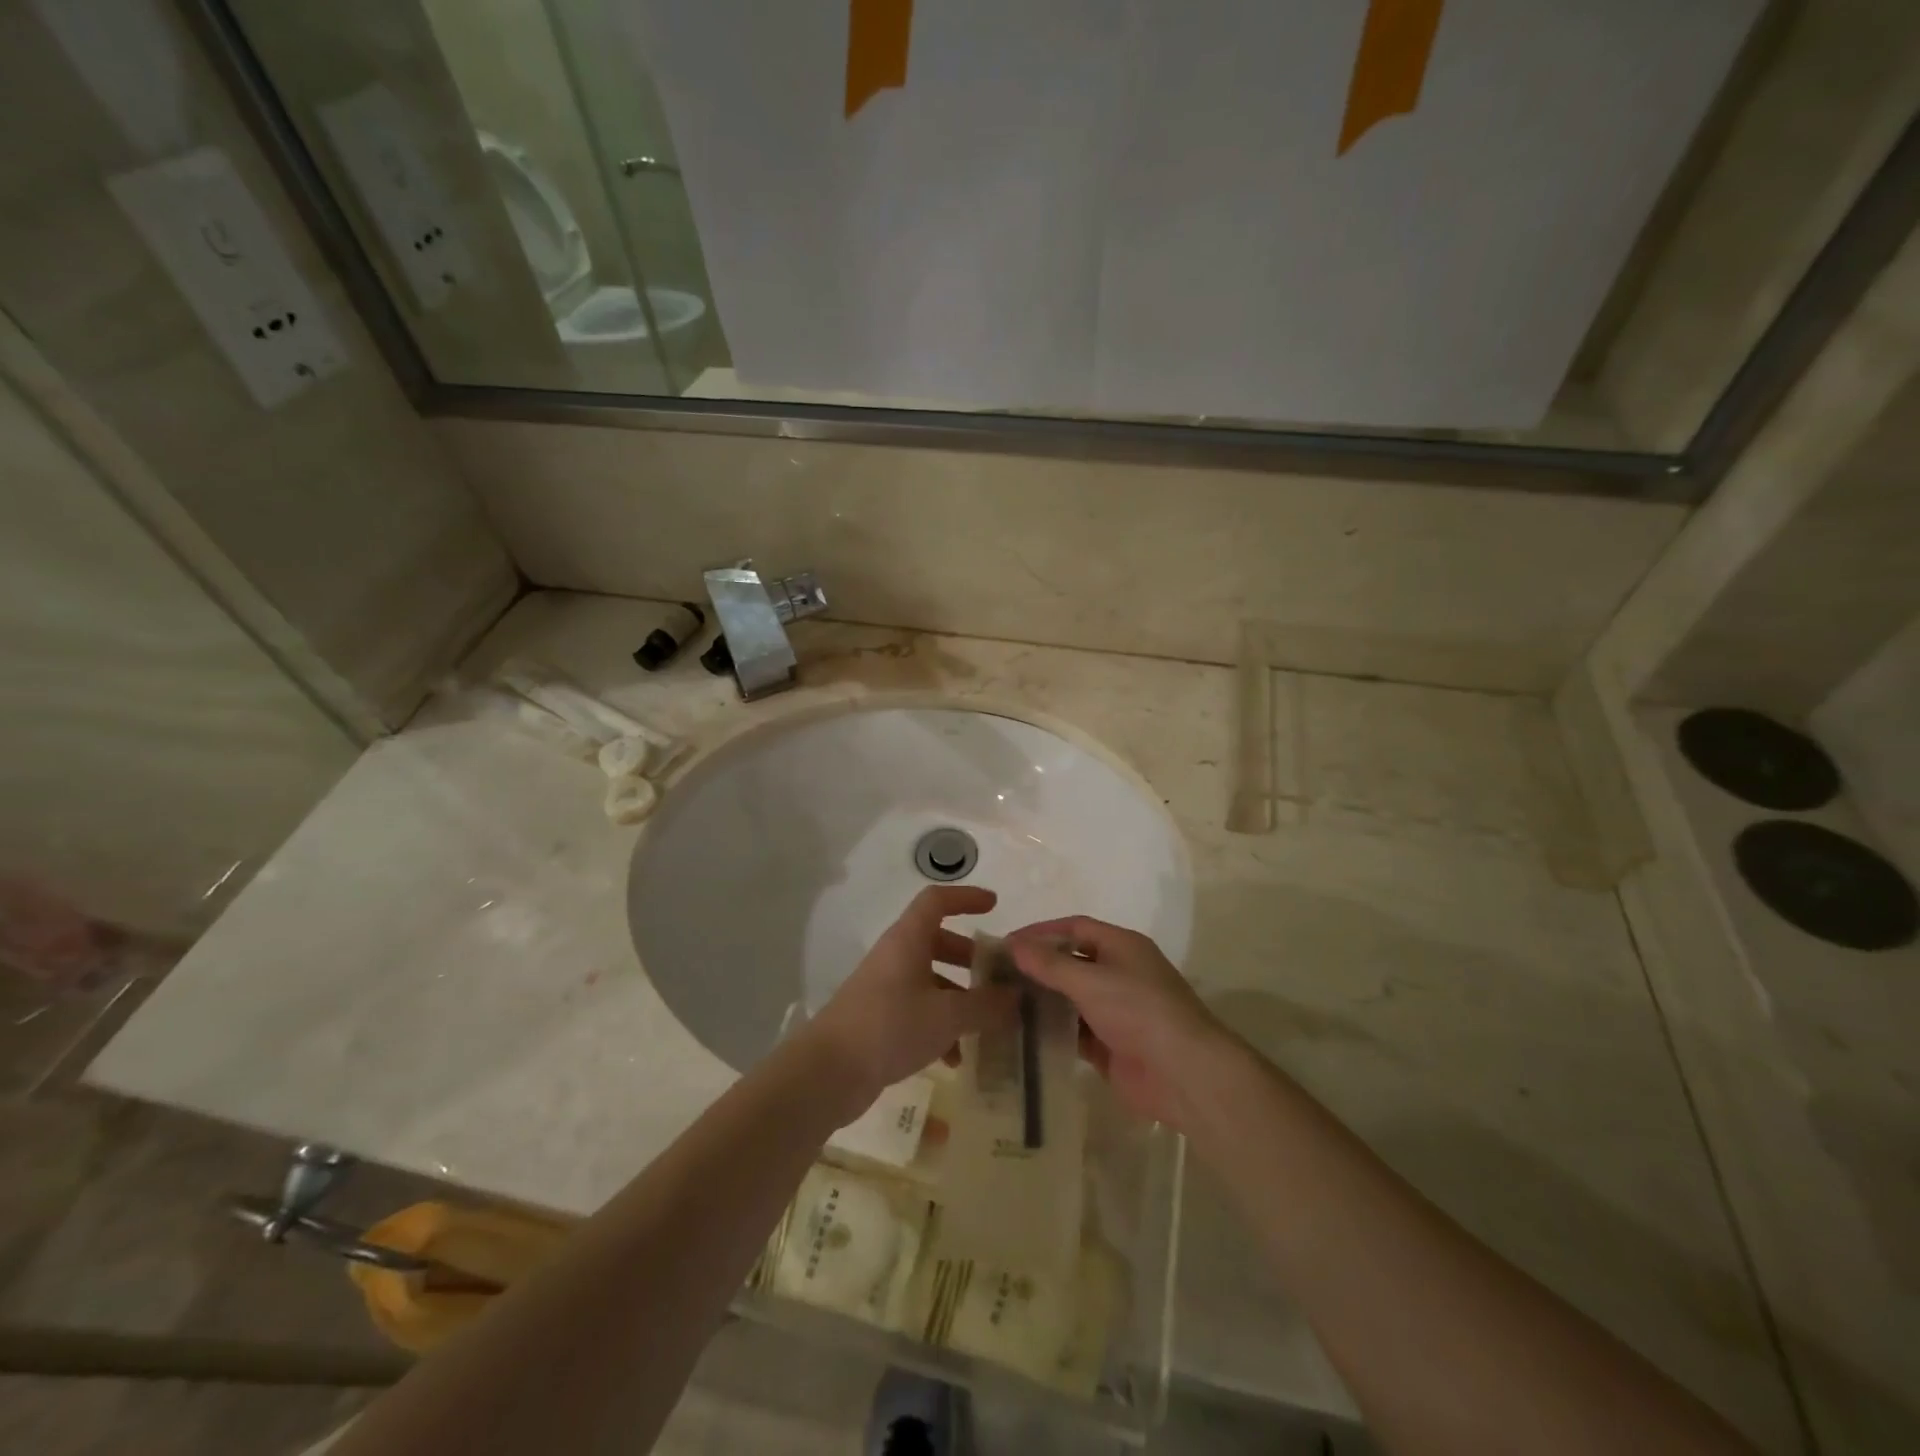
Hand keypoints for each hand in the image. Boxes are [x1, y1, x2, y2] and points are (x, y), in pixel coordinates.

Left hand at [803, 886, 1017, 1121]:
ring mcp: (884, 988)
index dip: (966, 897)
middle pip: (936, 941)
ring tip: (985, 1026)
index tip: (994, 906)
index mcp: (908, 939)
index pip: (937, 901)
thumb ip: (986, 1004)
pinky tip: (955, 1059)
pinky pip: (917, 1011)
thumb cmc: (890, 1026)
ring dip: (958, 998)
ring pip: (929, 980)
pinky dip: (939, 1027)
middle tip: (996, 976)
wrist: (828, 1071)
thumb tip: (1016, 996)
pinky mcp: (878, 1019)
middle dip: (969, 957)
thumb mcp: (947, 1015)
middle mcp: (895, 956)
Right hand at [1008, 916, 1229, 1130]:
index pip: (1075, 927)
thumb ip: (1049, 964)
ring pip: (1071, 998)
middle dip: (1038, 967)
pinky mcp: (1111, 1045)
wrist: (1183, 1073)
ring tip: (1003, 1003)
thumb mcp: (1090, 981)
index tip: (1007, 943)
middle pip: (1072, 962)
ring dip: (1043, 1000)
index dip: (1042, 932)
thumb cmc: (1139, 1011)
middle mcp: (1119, 972)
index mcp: (1122, 946)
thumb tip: (1014, 944)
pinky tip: (1023, 1034)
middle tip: (999, 975)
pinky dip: (1053, 1031)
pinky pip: (1075, 1031)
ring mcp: (1116, 1010)